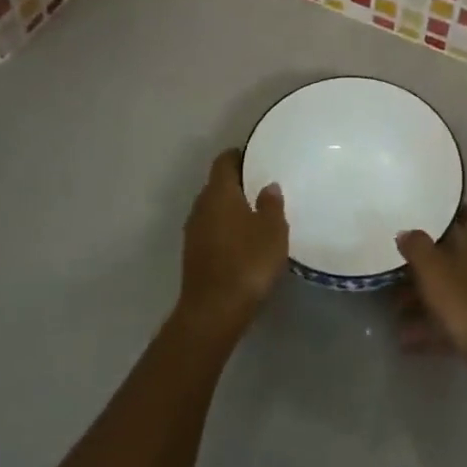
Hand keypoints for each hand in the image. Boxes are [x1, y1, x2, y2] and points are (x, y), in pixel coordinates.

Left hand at [176, 149, 287, 342]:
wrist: (213, 311)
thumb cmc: (247, 262)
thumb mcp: (273, 230)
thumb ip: (271, 204)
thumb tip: (268, 186)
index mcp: (219, 193)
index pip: (224, 161)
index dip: (239, 156)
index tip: (256, 156)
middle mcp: (201, 206)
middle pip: (216, 185)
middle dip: (237, 183)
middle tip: (262, 185)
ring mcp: (193, 232)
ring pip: (212, 209)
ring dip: (230, 208)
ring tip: (255, 214)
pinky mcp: (193, 255)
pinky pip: (211, 230)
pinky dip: (225, 229)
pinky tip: (243, 240)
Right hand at [395, 207, 466, 380]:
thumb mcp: (433, 270)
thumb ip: (417, 247)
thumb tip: (406, 232)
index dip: (448, 214)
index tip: (425, 218)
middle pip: (456, 257)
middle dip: (427, 268)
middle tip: (399, 275)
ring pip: (456, 290)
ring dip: (427, 301)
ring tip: (397, 315)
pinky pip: (459, 318)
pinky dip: (436, 327)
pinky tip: (409, 342)